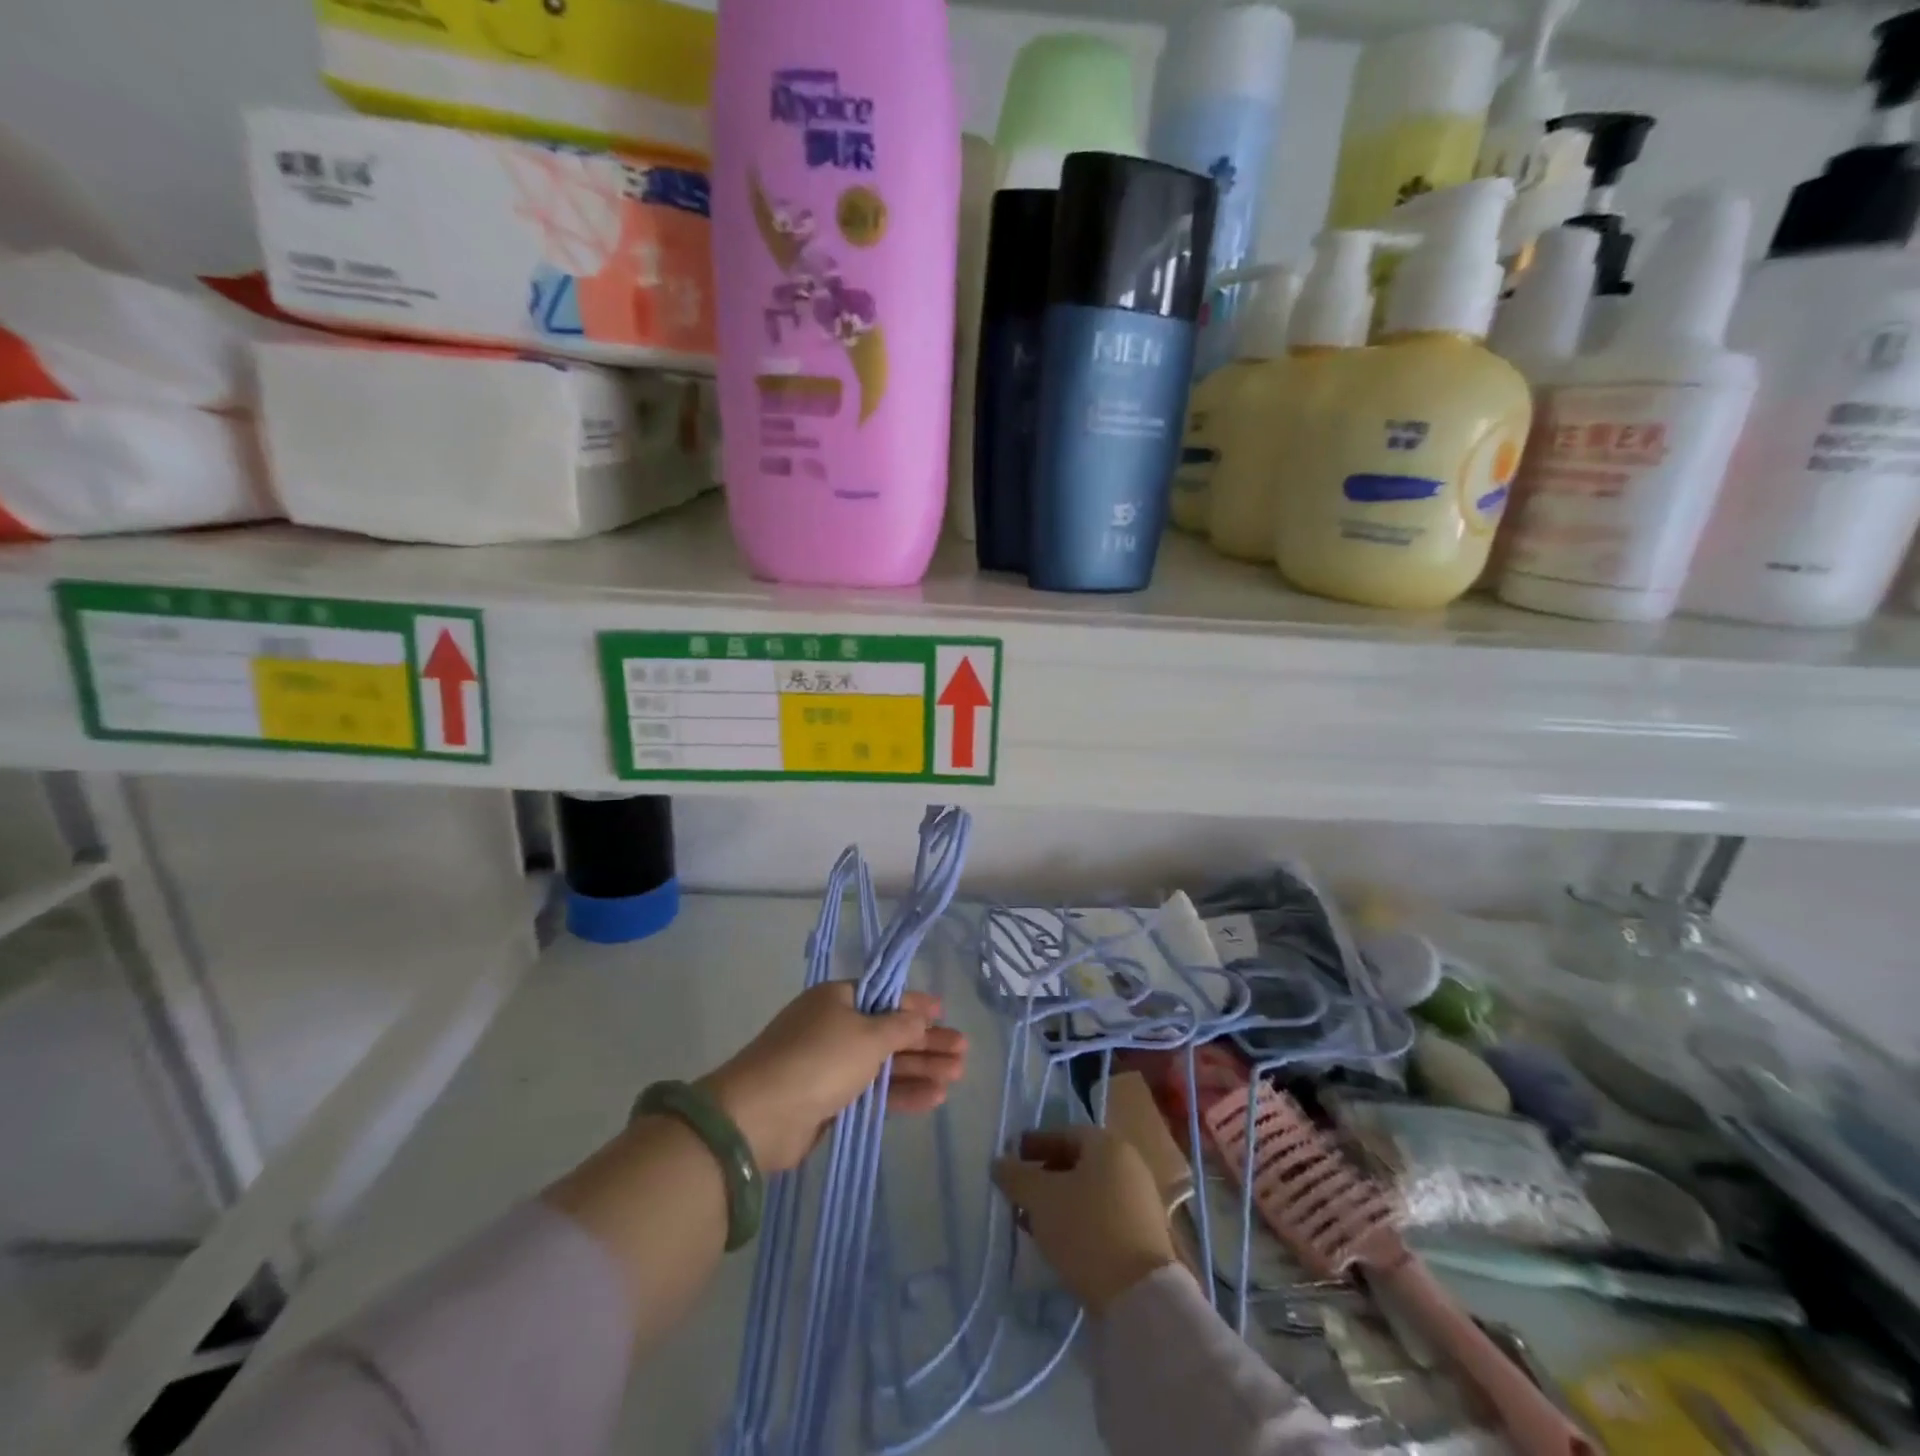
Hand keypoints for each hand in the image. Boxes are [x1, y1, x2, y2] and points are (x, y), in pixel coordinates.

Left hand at [701, 983, 966, 1173]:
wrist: (760, 1116)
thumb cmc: (819, 1059)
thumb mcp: (868, 1035)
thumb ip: (901, 1027)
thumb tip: (920, 1015)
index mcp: (838, 999)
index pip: (885, 996)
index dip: (916, 1003)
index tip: (945, 1011)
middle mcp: (835, 1027)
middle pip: (890, 1031)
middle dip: (927, 1041)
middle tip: (963, 1052)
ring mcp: (832, 1065)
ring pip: (885, 1063)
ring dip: (921, 1068)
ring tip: (957, 1075)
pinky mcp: (830, 1101)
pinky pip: (874, 1091)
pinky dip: (902, 1092)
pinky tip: (933, 1097)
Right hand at [992, 1127, 1176, 1315]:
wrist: (1139, 1296)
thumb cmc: (1086, 1230)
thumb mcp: (1041, 1199)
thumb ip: (1016, 1176)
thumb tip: (999, 1163)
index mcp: (1108, 1145)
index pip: (1065, 1133)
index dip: (1035, 1144)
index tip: (1012, 1160)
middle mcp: (1129, 1165)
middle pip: (1079, 1163)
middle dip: (1046, 1176)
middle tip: (1020, 1194)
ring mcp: (1140, 1201)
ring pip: (1090, 1192)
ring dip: (1060, 1202)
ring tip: (1033, 1223)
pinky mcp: (1144, 1236)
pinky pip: (1103, 1217)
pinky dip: (1079, 1222)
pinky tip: (1060, 1243)